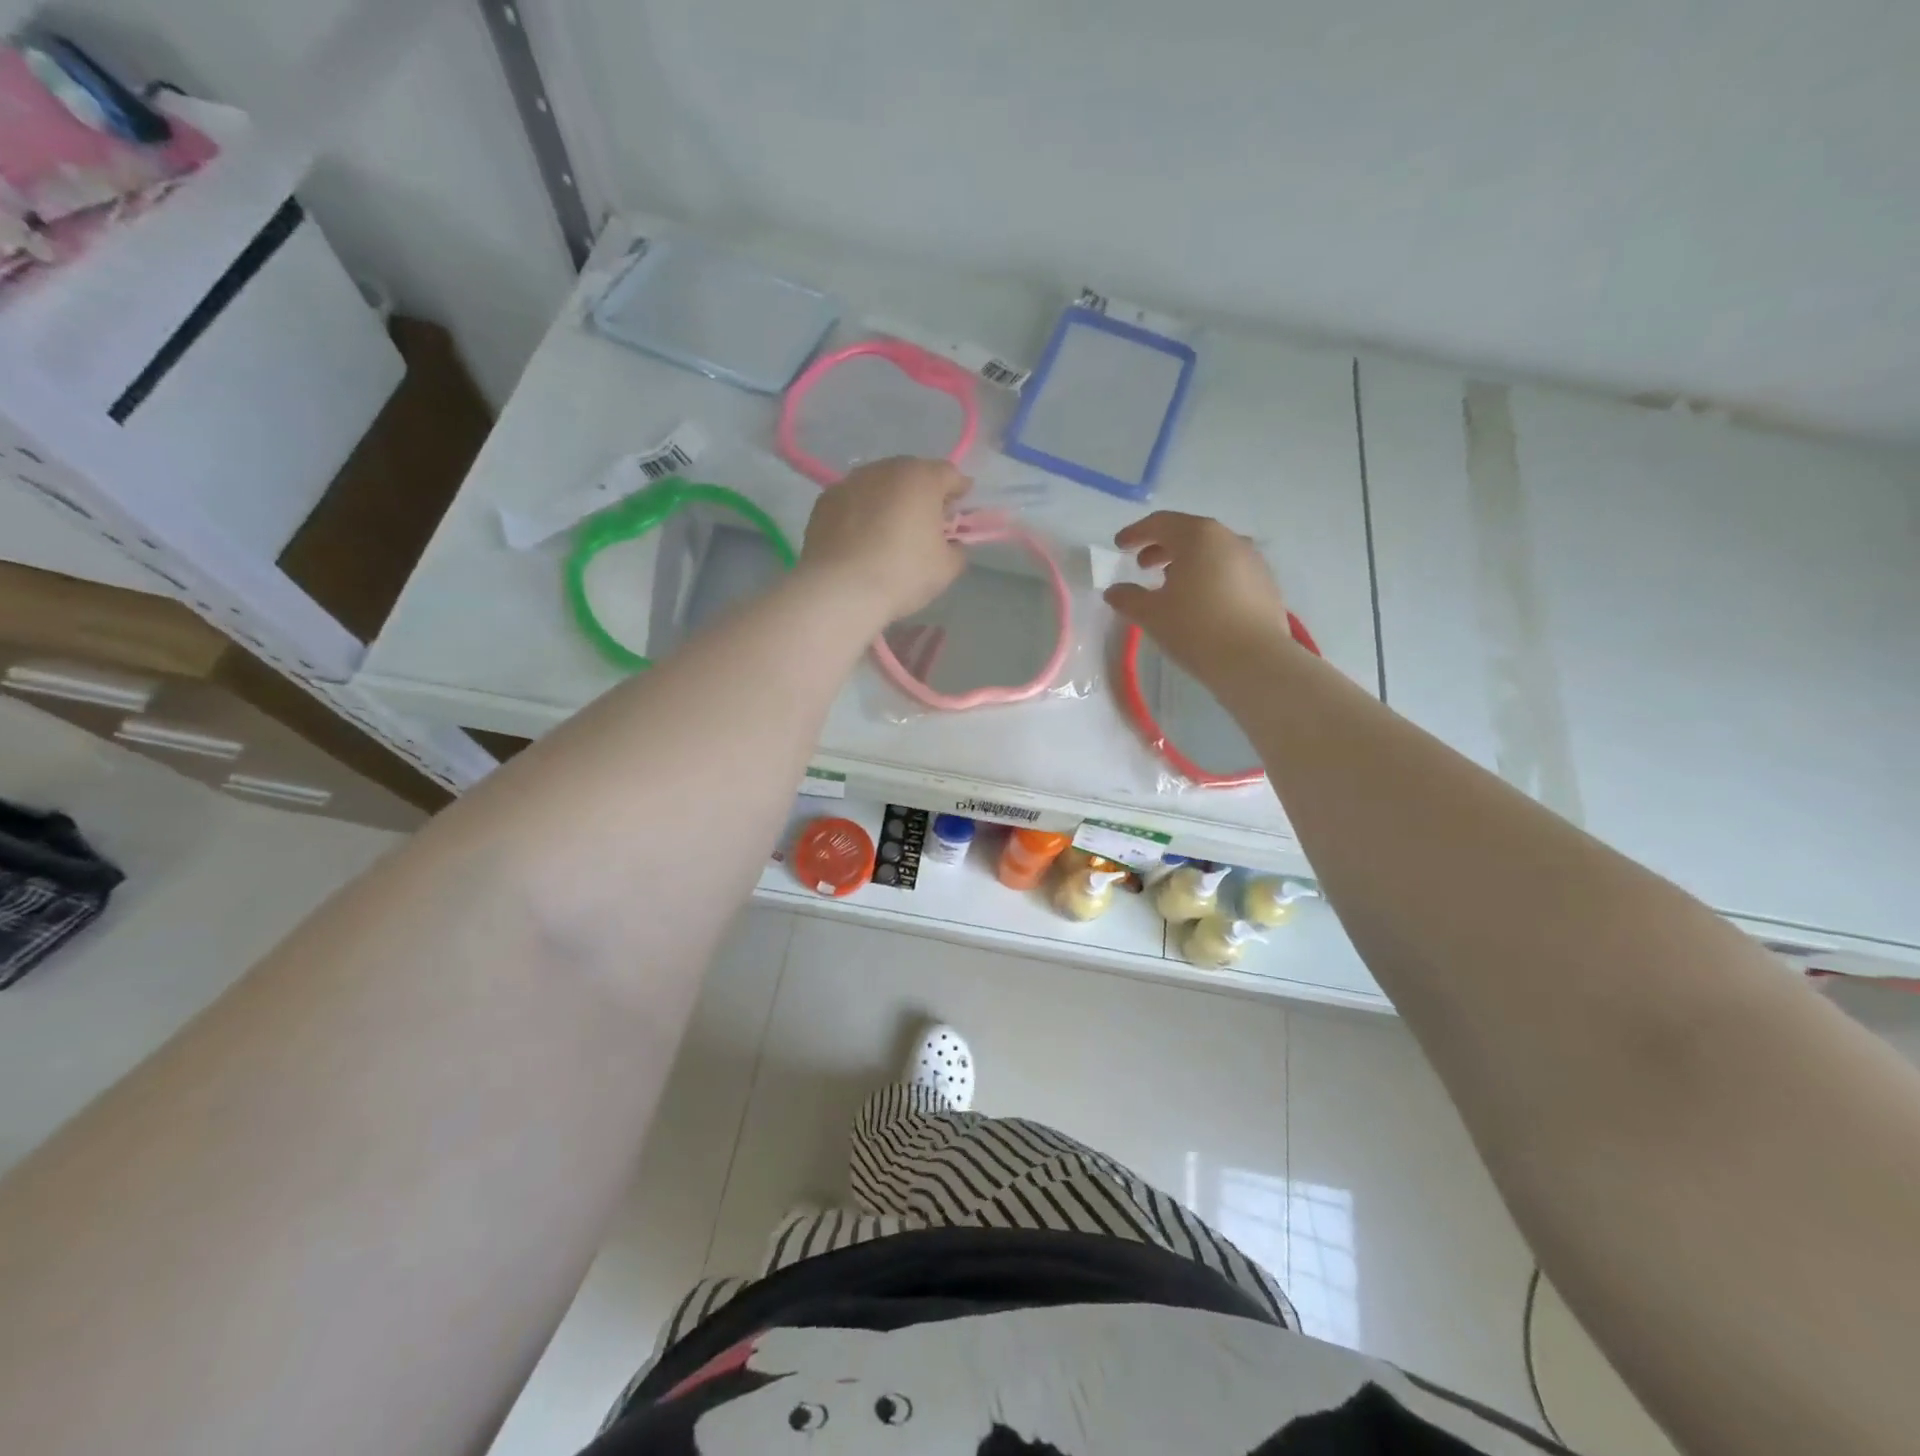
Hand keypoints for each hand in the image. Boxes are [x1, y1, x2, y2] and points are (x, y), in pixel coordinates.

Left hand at [800, 457, 970, 622]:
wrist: (840, 590)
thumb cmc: (903, 574)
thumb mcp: (946, 568)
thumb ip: (957, 549)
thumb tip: (951, 544)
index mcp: (921, 478)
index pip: (949, 474)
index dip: (958, 491)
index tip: (960, 507)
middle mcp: (885, 469)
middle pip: (911, 474)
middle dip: (922, 493)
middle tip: (925, 521)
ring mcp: (850, 482)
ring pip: (879, 485)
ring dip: (889, 500)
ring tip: (890, 529)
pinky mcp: (824, 501)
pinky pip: (853, 501)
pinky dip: (861, 512)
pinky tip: (861, 538)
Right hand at [1105, 511, 1292, 685]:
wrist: (1254, 660)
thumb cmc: (1195, 628)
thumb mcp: (1151, 614)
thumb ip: (1128, 598)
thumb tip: (1114, 591)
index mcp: (1198, 536)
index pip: (1160, 523)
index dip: (1136, 533)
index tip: (1119, 546)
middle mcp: (1229, 539)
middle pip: (1189, 533)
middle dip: (1161, 547)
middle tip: (1142, 566)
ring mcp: (1253, 560)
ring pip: (1212, 551)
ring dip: (1187, 562)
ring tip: (1170, 584)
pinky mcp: (1266, 583)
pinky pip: (1229, 570)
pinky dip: (1209, 576)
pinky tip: (1200, 601)